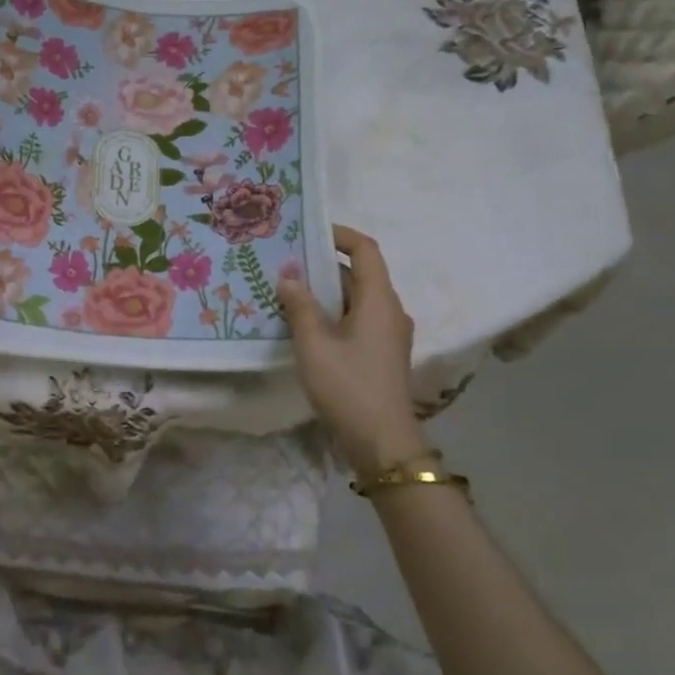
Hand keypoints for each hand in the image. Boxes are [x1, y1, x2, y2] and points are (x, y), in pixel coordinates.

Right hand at [278, 226, 428, 474]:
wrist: (382, 443)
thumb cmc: (348, 385)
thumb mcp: (314, 343)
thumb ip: (299, 305)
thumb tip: (288, 275)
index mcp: (379, 300)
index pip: (365, 250)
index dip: (339, 234)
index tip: (308, 232)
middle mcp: (389, 310)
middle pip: (359, 274)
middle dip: (323, 265)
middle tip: (285, 263)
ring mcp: (389, 334)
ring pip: (356, 299)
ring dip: (325, 292)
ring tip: (287, 292)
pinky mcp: (382, 354)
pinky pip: (357, 320)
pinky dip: (332, 313)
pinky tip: (303, 325)